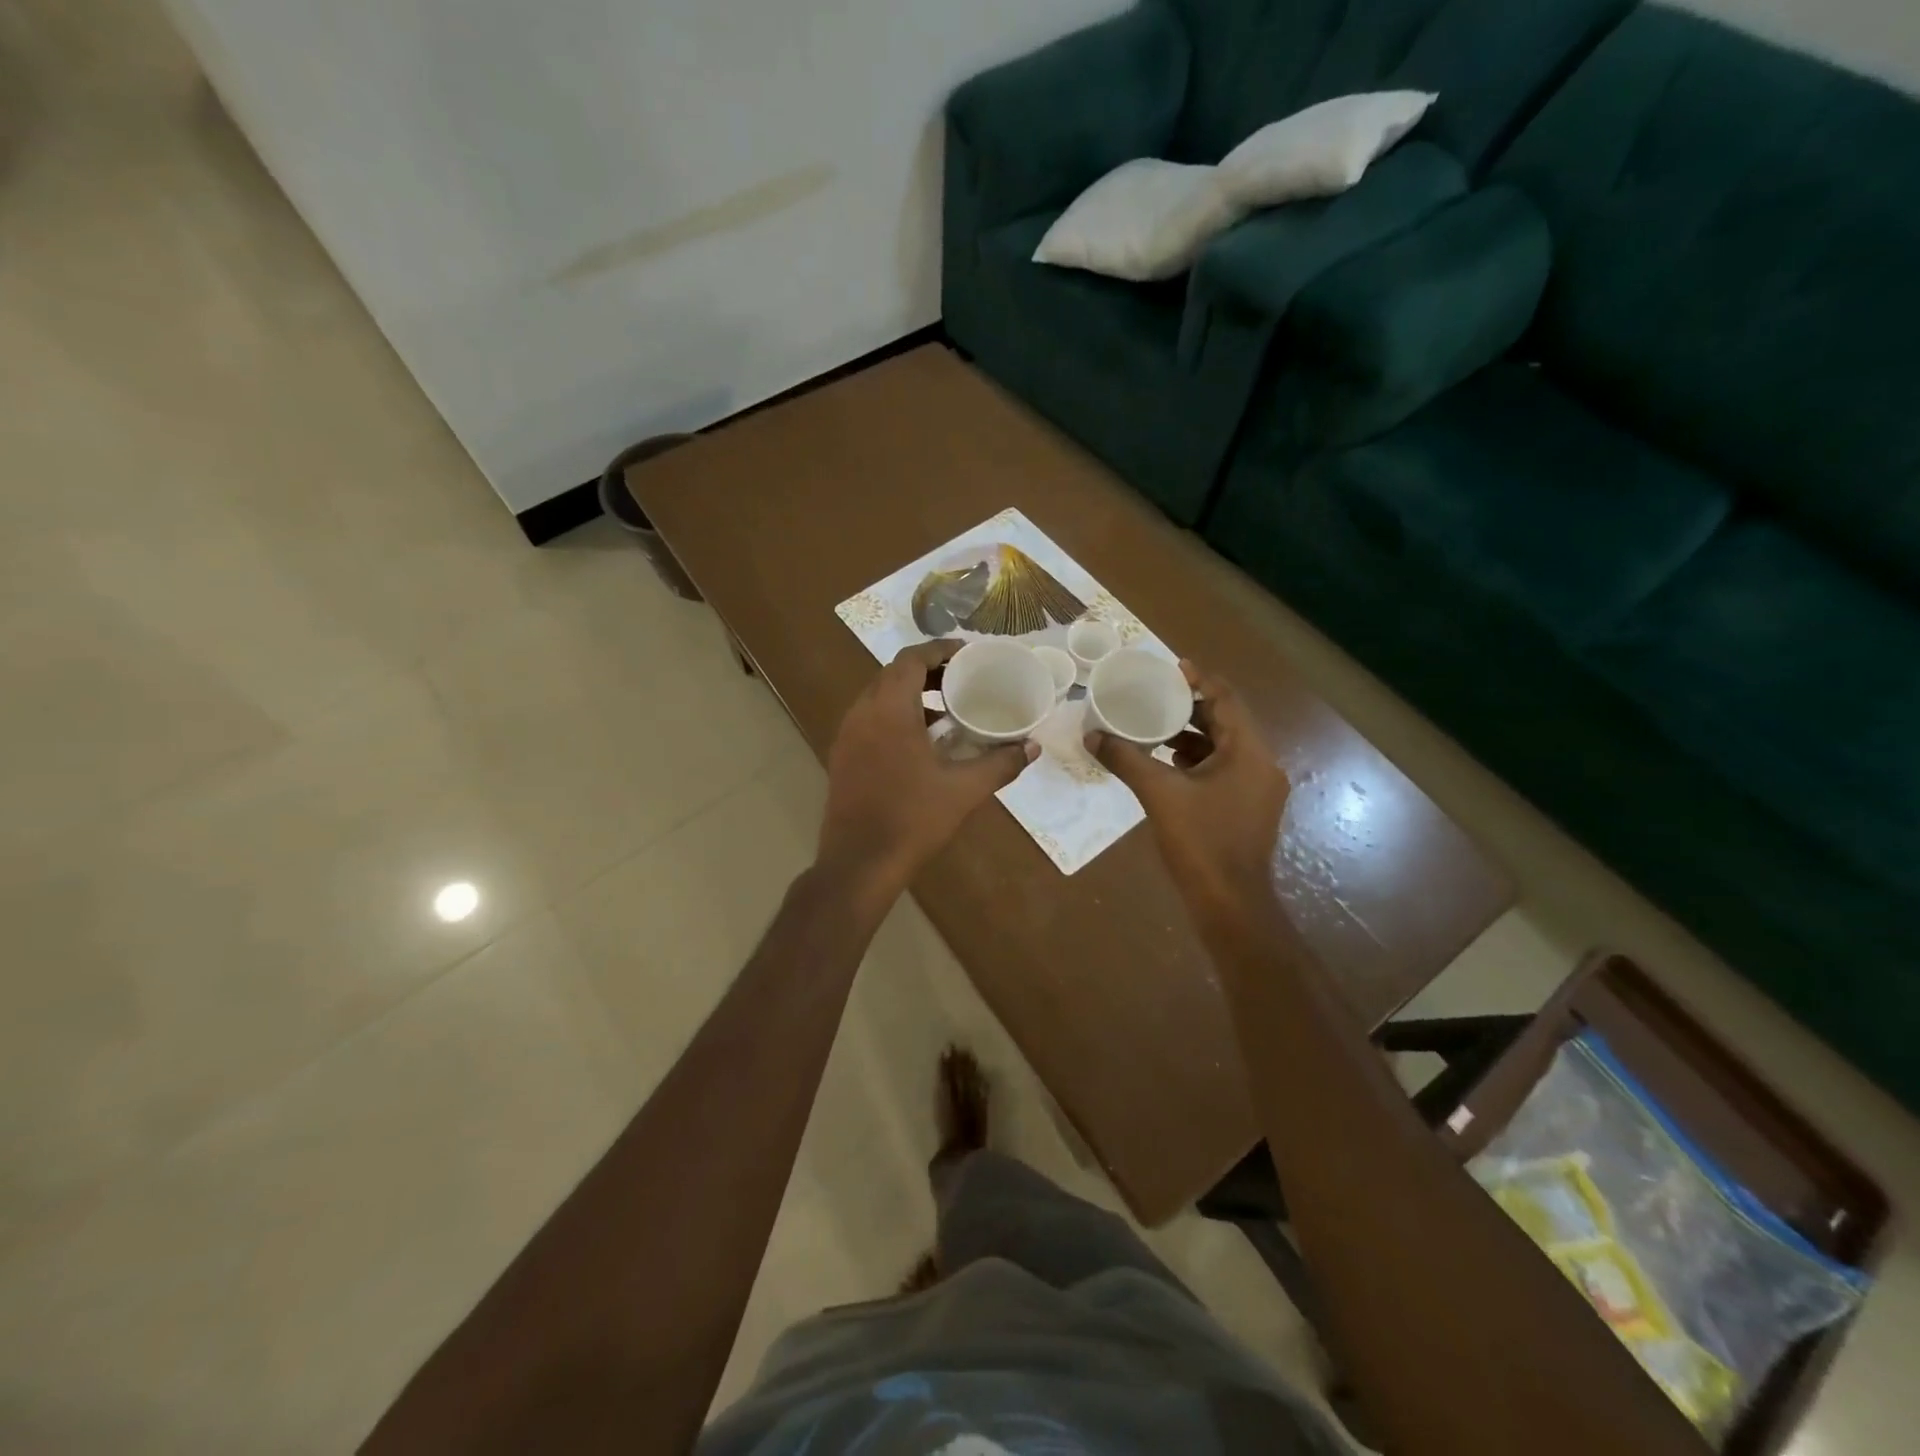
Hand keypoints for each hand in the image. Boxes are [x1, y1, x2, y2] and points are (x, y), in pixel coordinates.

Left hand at [818, 640, 1037, 902]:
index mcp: (889, 710)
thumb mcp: (964, 790)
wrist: (859, 864)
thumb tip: (1032, 747)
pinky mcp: (842, 756)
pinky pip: (870, 719)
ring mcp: (847, 735)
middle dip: (926, 671)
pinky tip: (921, 741)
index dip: (938, 649)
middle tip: (960, 678)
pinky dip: (895, 715)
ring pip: (878, 697)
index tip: (966, 652)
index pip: (910, 659)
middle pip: (892, 674)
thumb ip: (1001, 763)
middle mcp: (862, 713)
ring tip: (945, 708)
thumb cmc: (912, 819)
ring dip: (909, 694)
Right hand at [1087, 660, 1287, 912]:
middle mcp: (1262, 764)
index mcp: (1249, 753)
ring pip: (1225, 748)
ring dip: (1193, 736)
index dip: (1200, 680)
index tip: (1172, 667)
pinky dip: (1198, 761)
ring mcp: (1258, 789)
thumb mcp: (1159, 794)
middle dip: (1192, 709)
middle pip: (1227, 722)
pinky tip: (1168, 765)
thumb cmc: (1200, 842)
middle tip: (1156, 697)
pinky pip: (1224, 770)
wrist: (1229, 903)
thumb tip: (1092, 736)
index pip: (1227, 700)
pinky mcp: (1249, 808)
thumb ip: (1126, 760)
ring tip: (1155, 729)